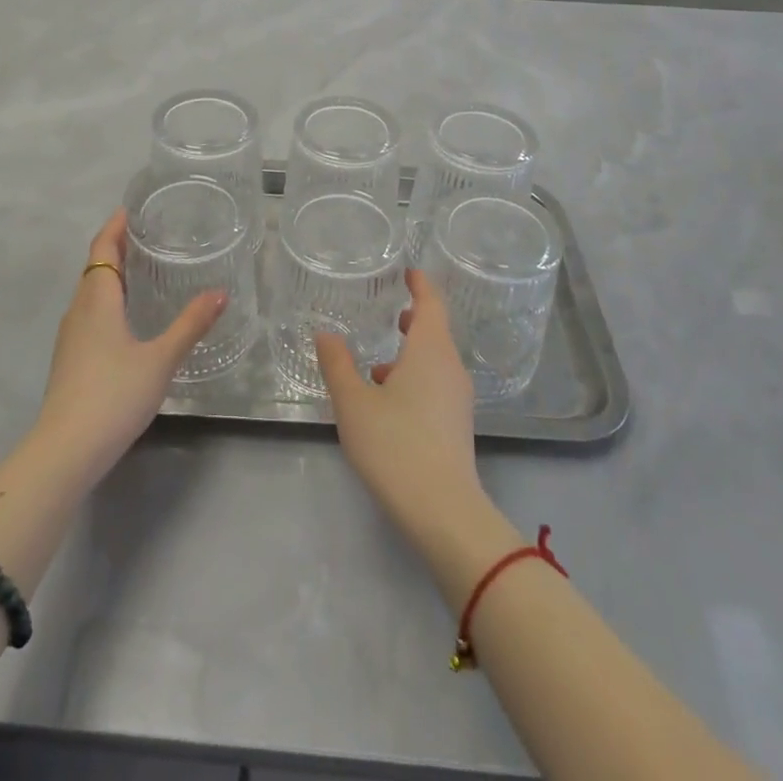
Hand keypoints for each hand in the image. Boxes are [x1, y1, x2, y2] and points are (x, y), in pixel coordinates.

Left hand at [32, 209, 226, 485]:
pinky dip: (110, 300)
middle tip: (151, 235)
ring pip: (92, 292)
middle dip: (118, 247)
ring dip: (114, 275)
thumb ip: (190, 325)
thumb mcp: (160, 359)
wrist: (65, 451)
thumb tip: (221, 293)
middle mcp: (79, 310)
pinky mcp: (71, 359)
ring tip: (146, 269)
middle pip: (96, 267)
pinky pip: (91, 313)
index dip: (115, 225)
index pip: (102, 248)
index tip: (134, 208)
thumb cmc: (113, 395)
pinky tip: (130, 317)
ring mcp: (71, 336)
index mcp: (97, 299)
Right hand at [317, 270, 484, 543]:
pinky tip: (387, 400)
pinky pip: (435, 384)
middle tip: (390, 310)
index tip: (408, 271)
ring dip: (410, 353)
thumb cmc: (395, 444)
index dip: (420, 284)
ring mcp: (457, 398)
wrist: (443, 512)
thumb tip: (325, 333)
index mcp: (430, 350)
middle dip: (414, 318)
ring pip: (434, 361)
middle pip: (435, 331)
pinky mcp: (456, 425)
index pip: (431, 303)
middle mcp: (449, 367)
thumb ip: (337, 364)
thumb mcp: (354, 402)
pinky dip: (414, 378)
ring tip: (378, 361)